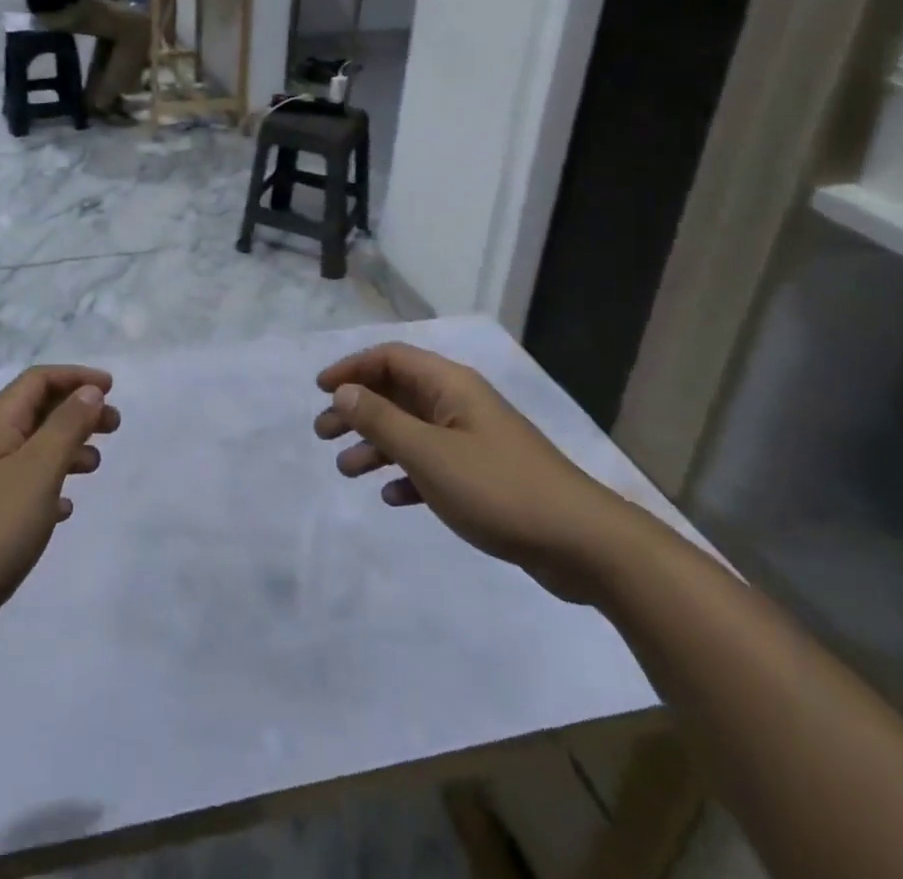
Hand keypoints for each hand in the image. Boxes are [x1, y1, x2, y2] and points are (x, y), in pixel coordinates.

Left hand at [0, 366, 120, 676]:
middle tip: (114, 426)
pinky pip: (24, 489)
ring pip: (32, 450)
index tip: (112, 387)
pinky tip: (65, 510)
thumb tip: (90, 390)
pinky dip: (50, 488)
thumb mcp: (37, 471)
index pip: (37, 380)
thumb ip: (66, 427)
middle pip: (36, 412)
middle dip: (77, 411)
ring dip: (67, 448)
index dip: (75, 377)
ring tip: (95, 465)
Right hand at [315, 343, 634, 603]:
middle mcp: (459, 404)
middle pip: (397, 392)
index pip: (390, 358)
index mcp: (450, 386)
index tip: (320, 390)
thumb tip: (343, 391)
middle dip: (357, 409)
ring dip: (376, 444)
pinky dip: (407, 474)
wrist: (582, 543)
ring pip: (411, 430)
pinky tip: (391, 497)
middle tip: (323, 433)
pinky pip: (432, 463)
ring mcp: (473, 439)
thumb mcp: (428, 454)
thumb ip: (381, 420)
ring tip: (347, 469)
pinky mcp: (483, 474)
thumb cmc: (498, 488)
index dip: (352, 368)